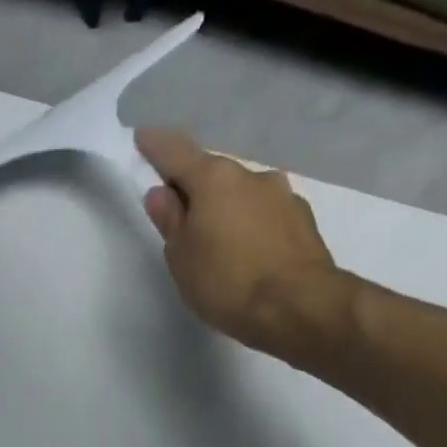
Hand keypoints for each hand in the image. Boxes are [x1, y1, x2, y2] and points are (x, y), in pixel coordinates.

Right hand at [136, 128, 359, 366]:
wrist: (299, 308)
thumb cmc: (228, 282)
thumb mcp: (182, 257)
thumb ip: (170, 221)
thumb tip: (162, 194)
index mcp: (215, 179)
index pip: (176, 153)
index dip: (156, 146)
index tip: (143, 138)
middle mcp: (252, 176)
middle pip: (213, 175)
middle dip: (195, 189)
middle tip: (179, 216)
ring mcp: (283, 196)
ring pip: (243, 196)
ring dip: (227, 210)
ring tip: (216, 244)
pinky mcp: (303, 222)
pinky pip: (265, 217)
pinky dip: (251, 227)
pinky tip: (247, 254)